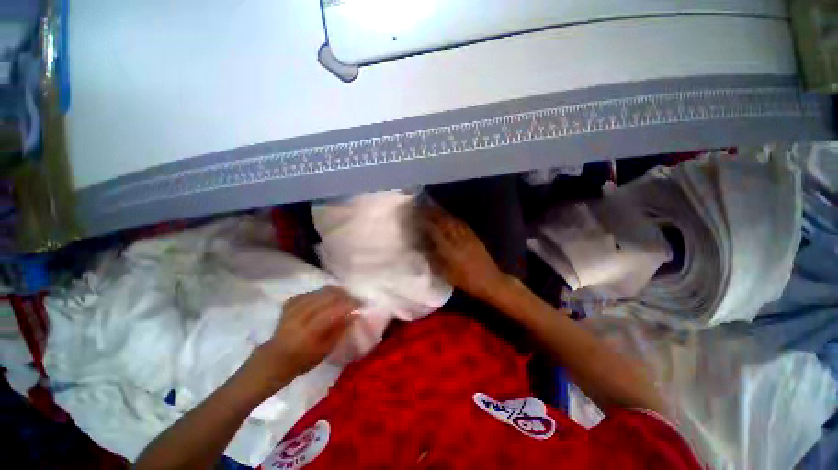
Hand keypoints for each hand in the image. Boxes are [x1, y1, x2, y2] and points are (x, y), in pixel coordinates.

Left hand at [259, 287, 359, 379]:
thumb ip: (339, 330)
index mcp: (309, 332)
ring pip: (319, 291)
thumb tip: (354, 314)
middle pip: (327, 297)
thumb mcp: (325, 351)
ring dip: (335, 292)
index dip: (349, 305)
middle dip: (344, 295)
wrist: (275, 359)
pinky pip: (311, 292)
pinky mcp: (290, 303)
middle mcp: (300, 316)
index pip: (333, 311)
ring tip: (344, 296)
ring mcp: (293, 308)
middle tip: (354, 299)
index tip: (360, 305)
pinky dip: (322, 292)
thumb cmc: (303, 360)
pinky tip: (327, 297)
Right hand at [421, 205, 508, 299]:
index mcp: (450, 249)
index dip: (425, 221)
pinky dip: (453, 218)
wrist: (489, 280)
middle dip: (432, 213)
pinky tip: (449, 217)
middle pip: (444, 222)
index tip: (416, 216)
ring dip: (442, 213)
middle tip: (422, 208)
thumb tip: (423, 247)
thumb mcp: (445, 273)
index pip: (435, 230)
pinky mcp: (474, 236)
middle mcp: (458, 239)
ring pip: (452, 221)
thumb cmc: (465, 280)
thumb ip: (433, 259)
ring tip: (433, 209)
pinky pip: (461, 223)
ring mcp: (467, 236)